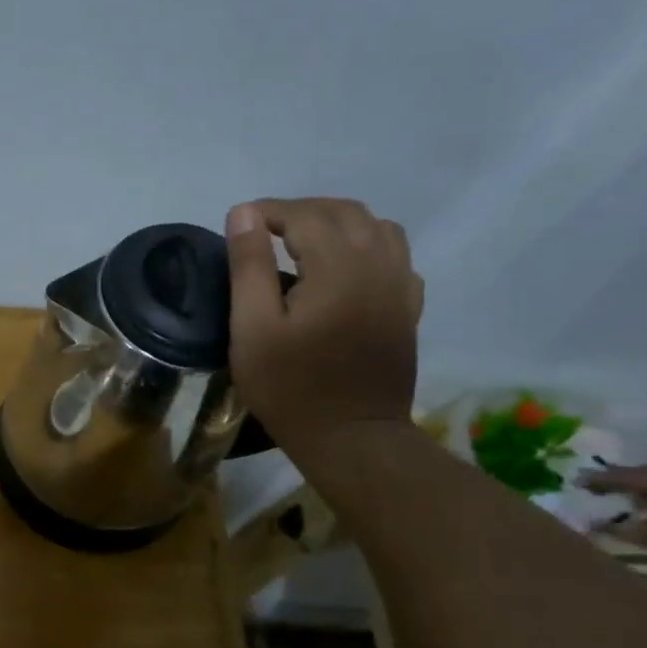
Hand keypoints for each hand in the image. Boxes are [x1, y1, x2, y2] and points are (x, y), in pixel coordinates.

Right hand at [225, 197, 423, 451]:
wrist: (351, 436)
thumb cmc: (290, 387)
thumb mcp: (253, 329)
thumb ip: (249, 266)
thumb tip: (244, 214)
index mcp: (339, 267)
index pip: (305, 215)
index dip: (268, 211)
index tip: (238, 222)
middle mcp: (378, 264)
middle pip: (345, 212)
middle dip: (301, 211)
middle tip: (264, 230)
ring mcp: (400, 286)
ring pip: (377, 227)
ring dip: (337, 222)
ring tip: (303, 241)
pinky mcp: (408, 307)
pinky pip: (395, 256)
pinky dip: (367, 246)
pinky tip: (344, 267)